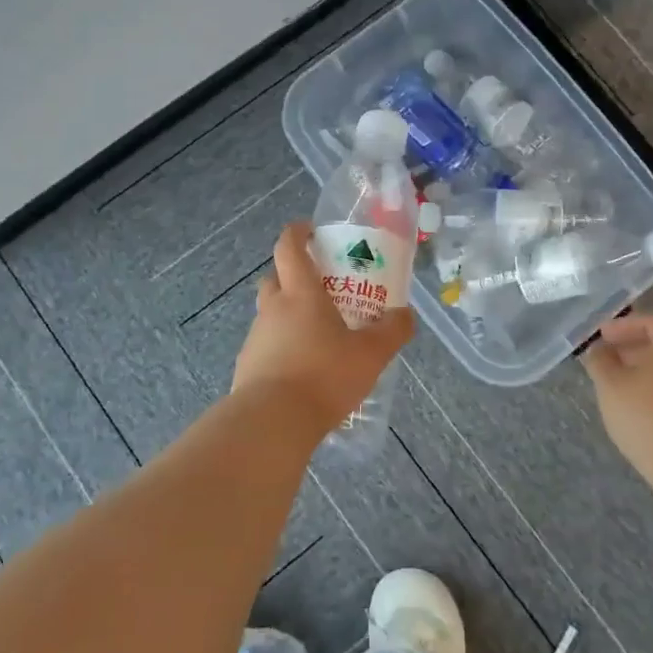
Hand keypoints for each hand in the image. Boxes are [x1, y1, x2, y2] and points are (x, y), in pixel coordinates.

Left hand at [232, 222, 414, 431]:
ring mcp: (256, 339)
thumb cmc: (323, 375)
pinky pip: (267, 347)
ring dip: (289, 317)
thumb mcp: (371, 354)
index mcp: (300, 294)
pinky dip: (282, 349)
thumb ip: (392, 331)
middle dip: (293, 277)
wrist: (272, 422)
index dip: (297, 233)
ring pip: (270, 315)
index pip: (289, 248)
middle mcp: (273, 309)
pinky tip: (303, 372)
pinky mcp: (247, 368)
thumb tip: (406, 315)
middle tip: (321, 289)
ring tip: (318, 338)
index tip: (309, 230)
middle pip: (275, 279)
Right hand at [581, 312, 652, 487]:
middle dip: (634, 347)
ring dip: (645, 368)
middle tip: (608, 356)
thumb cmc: (647, 415)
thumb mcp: (610, 385)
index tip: (601, 336)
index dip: (622, 326)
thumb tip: (599, 349)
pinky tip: (639, 402)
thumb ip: (600, 361)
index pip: (650, 321)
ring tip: (618, 382)